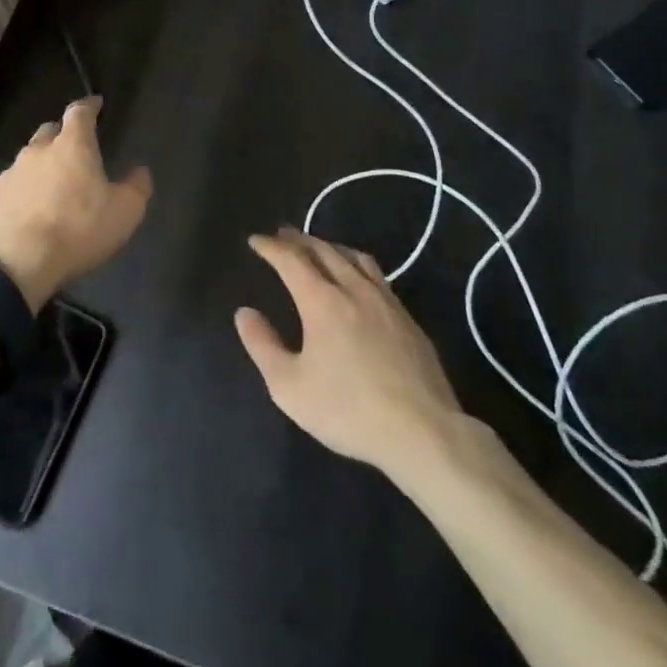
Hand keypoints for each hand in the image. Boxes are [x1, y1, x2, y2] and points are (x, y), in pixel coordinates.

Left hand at [0, 97, 150, 308]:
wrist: (17, 266)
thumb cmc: (78, 232)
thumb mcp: (124, 213)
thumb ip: (137, 187)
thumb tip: (140, 170)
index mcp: (72, 147)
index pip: (80, 113)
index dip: (89, 106)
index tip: (96, 103)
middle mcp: (36, 152)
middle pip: (48, 132)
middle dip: (61, 136)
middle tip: (73, 150)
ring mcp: (8, 176)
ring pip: (25, 163)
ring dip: (39, 169)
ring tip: (49, 190)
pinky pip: (8, 193)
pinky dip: (19, 199)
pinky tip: (25, 218)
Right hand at [236, 228, 476, 478]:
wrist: (422, 432)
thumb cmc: (348, 410)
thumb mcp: (290, 387)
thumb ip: (263, 346)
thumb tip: (244, 313)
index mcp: (322, 301)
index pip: (291, 260)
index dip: (271, 247)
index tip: (256, 240)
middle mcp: (354, 289)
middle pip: (323, 251)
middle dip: (299, 239)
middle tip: (283, 234)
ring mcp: (385, 301)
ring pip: (355, 258)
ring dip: (330, 246)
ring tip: (319, 247)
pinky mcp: (408, 318)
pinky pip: (377, 275)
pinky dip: (356, 264)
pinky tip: (359, 279)